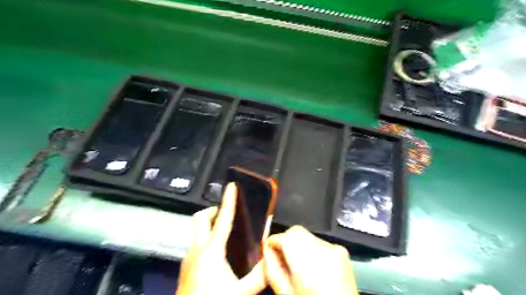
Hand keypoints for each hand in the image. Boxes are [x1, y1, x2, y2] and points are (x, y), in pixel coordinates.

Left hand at [177, 183, 267, 293]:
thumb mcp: (241, 291)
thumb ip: (259, 275)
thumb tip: (271, 259)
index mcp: (212, 251)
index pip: (223, 219)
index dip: (229, 200)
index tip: (231, 186)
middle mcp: (197, 250)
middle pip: (200, 218)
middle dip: (213, 211)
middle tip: (226, 215)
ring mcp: (188, 258)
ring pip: (196, 231)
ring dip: (209, 226)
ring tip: (225, 233)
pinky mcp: (185, 266)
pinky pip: (196, 243)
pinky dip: (206, 239)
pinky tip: (217, 253)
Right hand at [263, 226, 356, 294]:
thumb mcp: (286, 293)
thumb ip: (272, 269)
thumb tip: (267, 250)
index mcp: (306, 264)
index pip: (284, 237)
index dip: (273, 241)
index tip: (269, 247)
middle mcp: (322, 251)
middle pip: (296, 231)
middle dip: (286, 240)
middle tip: (282, 256)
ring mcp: (334, 249)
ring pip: (307, 235)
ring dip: (298, 244)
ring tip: (299, 264)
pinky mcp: (341, 251)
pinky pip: (319, 242)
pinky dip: (311, 249)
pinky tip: (313, 265)